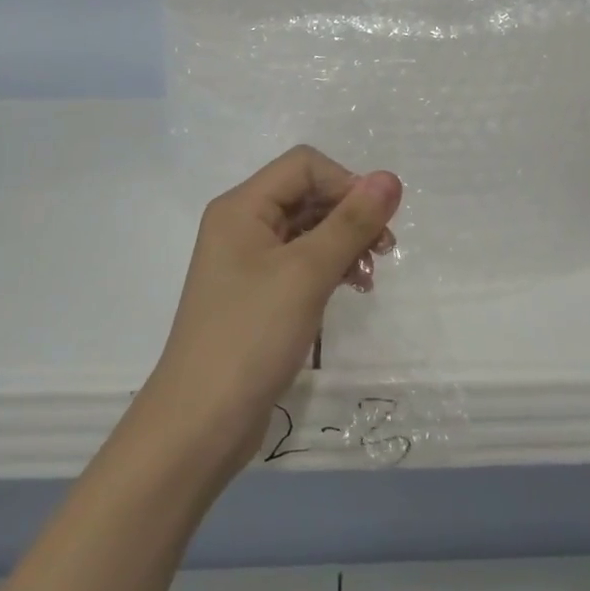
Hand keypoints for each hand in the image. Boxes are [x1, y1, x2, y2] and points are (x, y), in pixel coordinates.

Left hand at [136, 146, 401, 478]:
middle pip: (307, 194)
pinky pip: (300, 261)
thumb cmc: (250, 336)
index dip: (346, 183)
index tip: (377, 222)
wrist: (199, 425)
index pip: (304, 165)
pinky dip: (330, 267)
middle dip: (349, 214)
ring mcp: (247, 261)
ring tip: (371, 275)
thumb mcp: (307, 273)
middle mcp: (241, 224)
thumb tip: (390, 178)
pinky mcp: (256, 294)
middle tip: (385, 249)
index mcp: (242, 207)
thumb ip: (350, 223)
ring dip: (344, 242)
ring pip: (308, 228)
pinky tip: (354, 288)